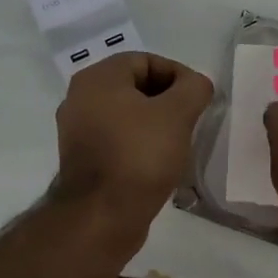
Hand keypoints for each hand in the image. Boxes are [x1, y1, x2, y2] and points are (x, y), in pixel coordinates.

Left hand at [54, 53, 214, 220]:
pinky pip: (118, 139)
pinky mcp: (83, 159)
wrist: (101, 217)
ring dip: (155, 123)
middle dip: (168, 100)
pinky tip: (159, 162)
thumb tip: (197, 84)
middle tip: (192, 121)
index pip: (146, 60)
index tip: (199, 100)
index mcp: (97, 79)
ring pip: (127, 115)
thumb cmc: (139, 156)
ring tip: (179, 142)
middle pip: (135, 86)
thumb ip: (194, 88)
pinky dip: (139, 144)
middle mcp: (80, 98)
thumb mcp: (177, 114)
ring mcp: (78, 131)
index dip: (178, 75)